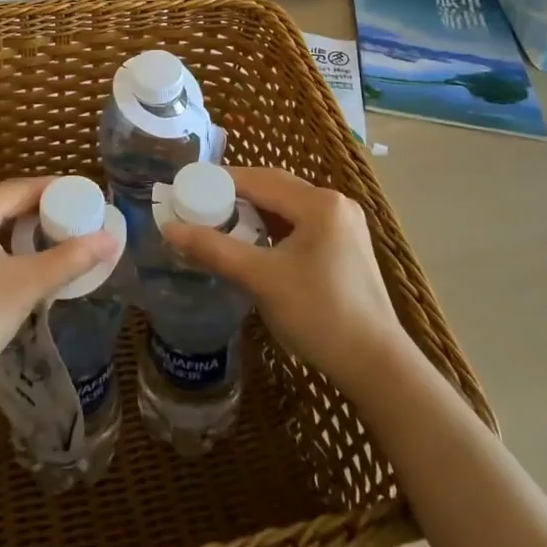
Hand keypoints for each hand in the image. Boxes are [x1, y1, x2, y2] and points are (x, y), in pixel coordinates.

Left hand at [0, 177, 119, 402]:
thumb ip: (69, 259)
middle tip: (80, 221)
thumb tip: (111, 239)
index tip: (89, 201)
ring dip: (24, 224)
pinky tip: (25, 251)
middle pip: (6, 200)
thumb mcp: (24, 288)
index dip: (59, 192)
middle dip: (44, 209)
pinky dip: (2, 236)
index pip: (22, 188)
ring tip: (61, 235)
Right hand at [161, 166, 409, 391]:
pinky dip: (274, 228)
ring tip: (222, 224)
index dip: (221, 182)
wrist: (377, 366)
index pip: (260, 179)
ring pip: (287, 206)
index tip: (189, 189)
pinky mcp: (346, 246)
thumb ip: (214, 250)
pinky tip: (256, 244)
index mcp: (319, 203)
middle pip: (275, 188)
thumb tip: (169, 229)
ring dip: (255, 212)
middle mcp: (335, 203)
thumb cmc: (320, 315)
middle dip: (237, 195)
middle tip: (201, 207)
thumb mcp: (262, 279)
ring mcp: (345, 224)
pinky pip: (301, 224)